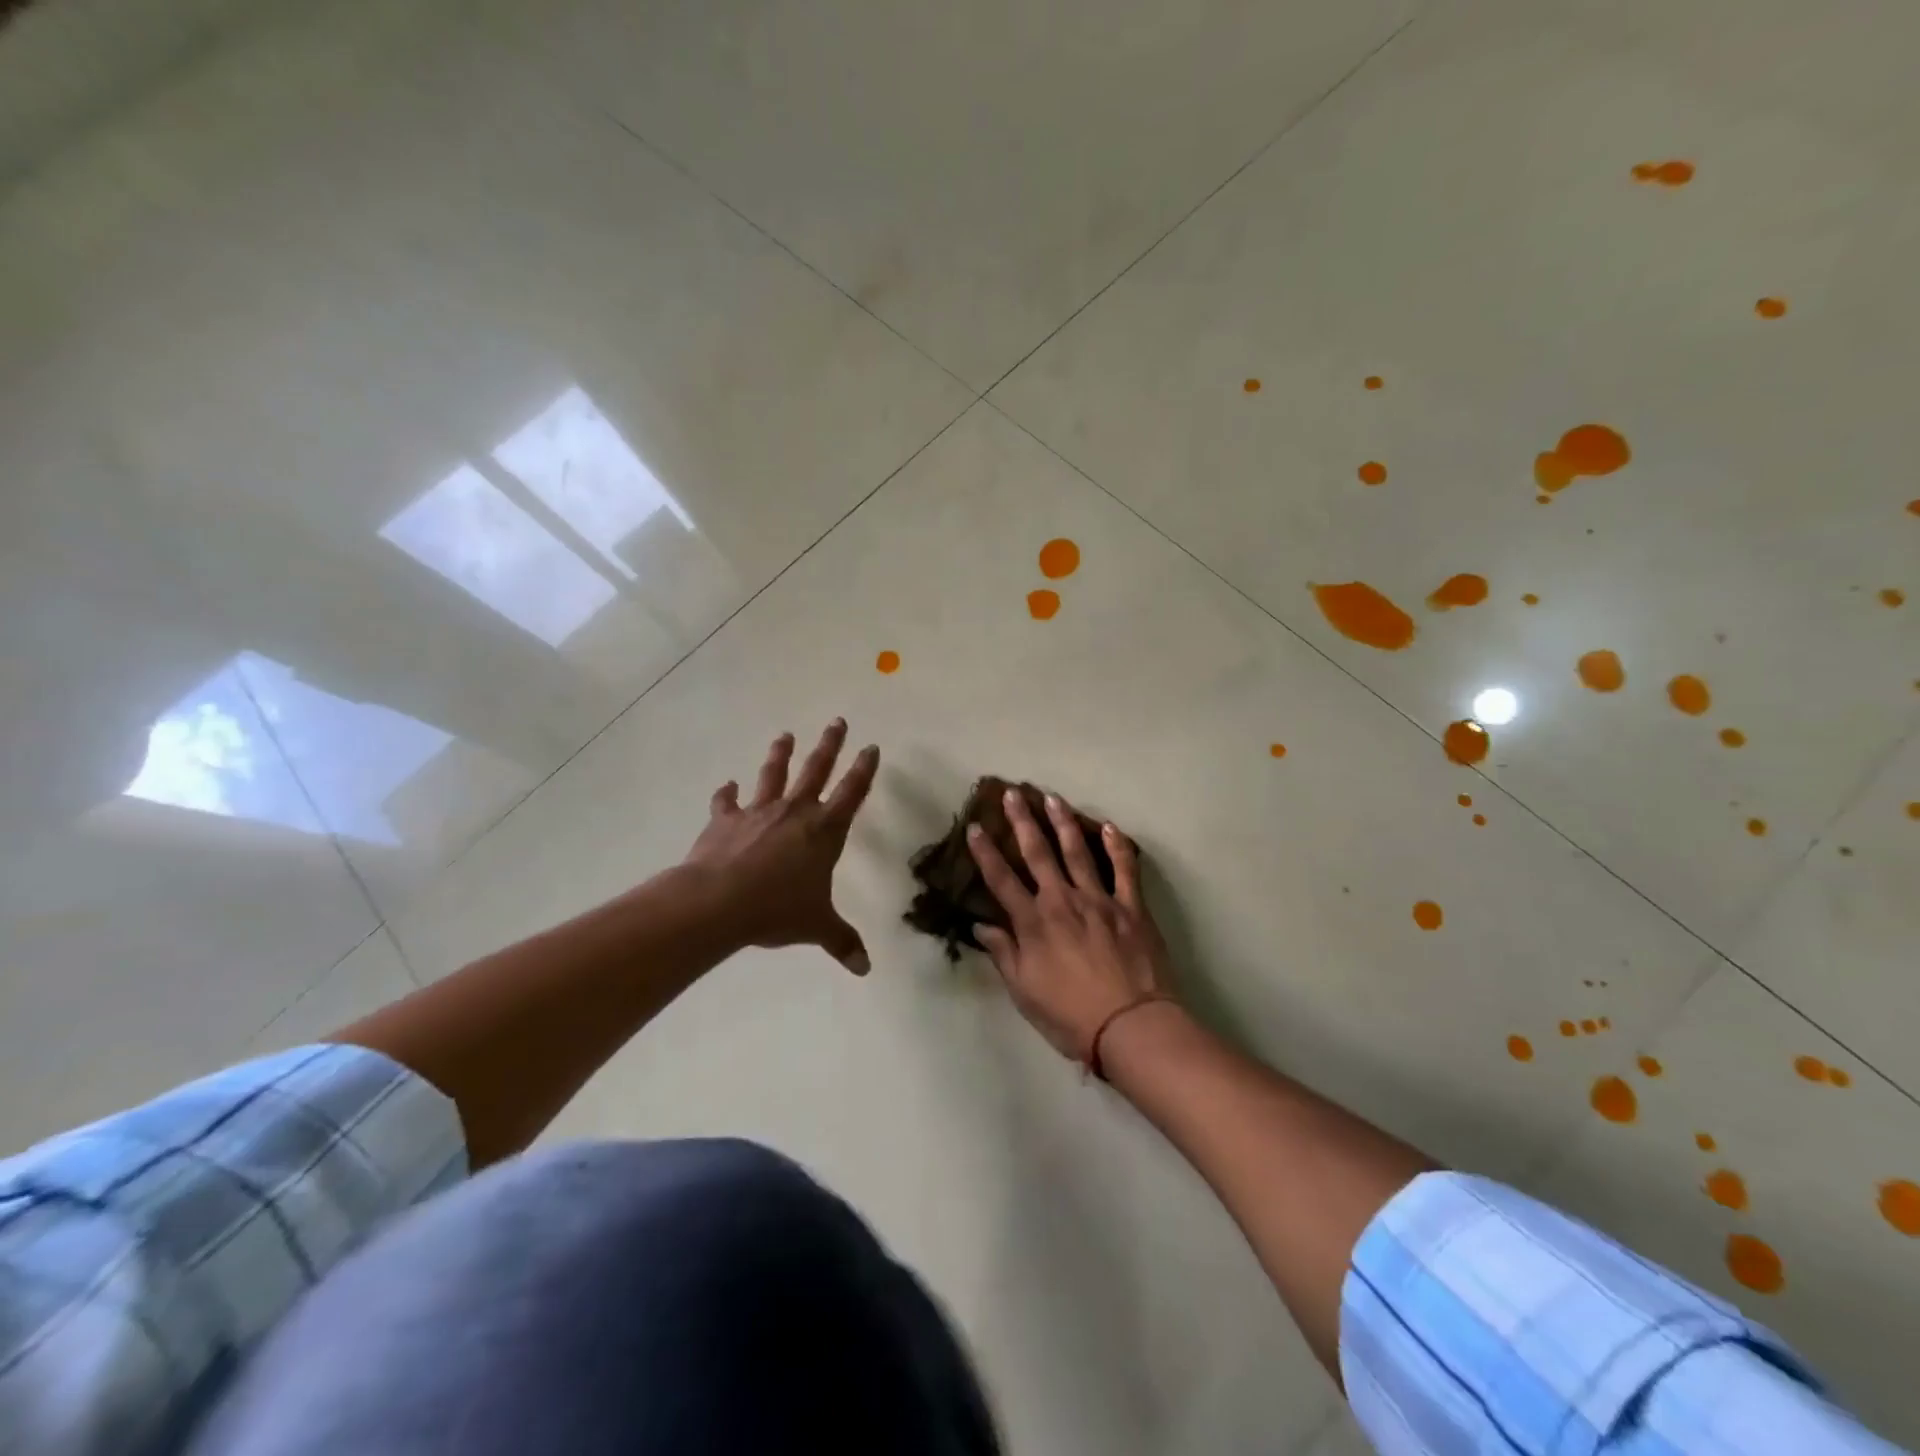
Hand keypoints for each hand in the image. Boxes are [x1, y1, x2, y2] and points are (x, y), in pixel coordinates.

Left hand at [685, 719, 878, 974]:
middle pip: (816, 769)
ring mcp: (758, 812)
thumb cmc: (777, 910)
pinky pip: (726, 801)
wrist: (719, 902)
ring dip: (780, 754)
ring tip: (785, 735)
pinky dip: (727, 793)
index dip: (864, 769)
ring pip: (773, 774)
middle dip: (829, 745)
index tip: (871, 747)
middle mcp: (795, 812)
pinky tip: (727, 785)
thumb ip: (842, 942)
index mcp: (824, 831)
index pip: (852, 792)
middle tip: (837, 721)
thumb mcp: (817, 927)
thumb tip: (865, 969)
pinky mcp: (725, 820)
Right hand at [966, 788, 1175, 1061]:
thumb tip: (982, 927)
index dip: (985, 853)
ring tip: (1053, 798)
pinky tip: (1110, 827)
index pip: (1001, 880)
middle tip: (1012, 793)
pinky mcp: (1131, 906)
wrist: (1131, 1026)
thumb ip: (1004, 954)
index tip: (975, 827)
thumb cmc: (1070, 1016)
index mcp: (1033, 923)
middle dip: (1022, 821)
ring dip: (1063, 822)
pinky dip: (1117, 847)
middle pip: (1038, 853)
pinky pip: (1124, 869)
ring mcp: (1099, 900)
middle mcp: (1062, 901)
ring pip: (1078, 851)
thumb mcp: (1024, 992)